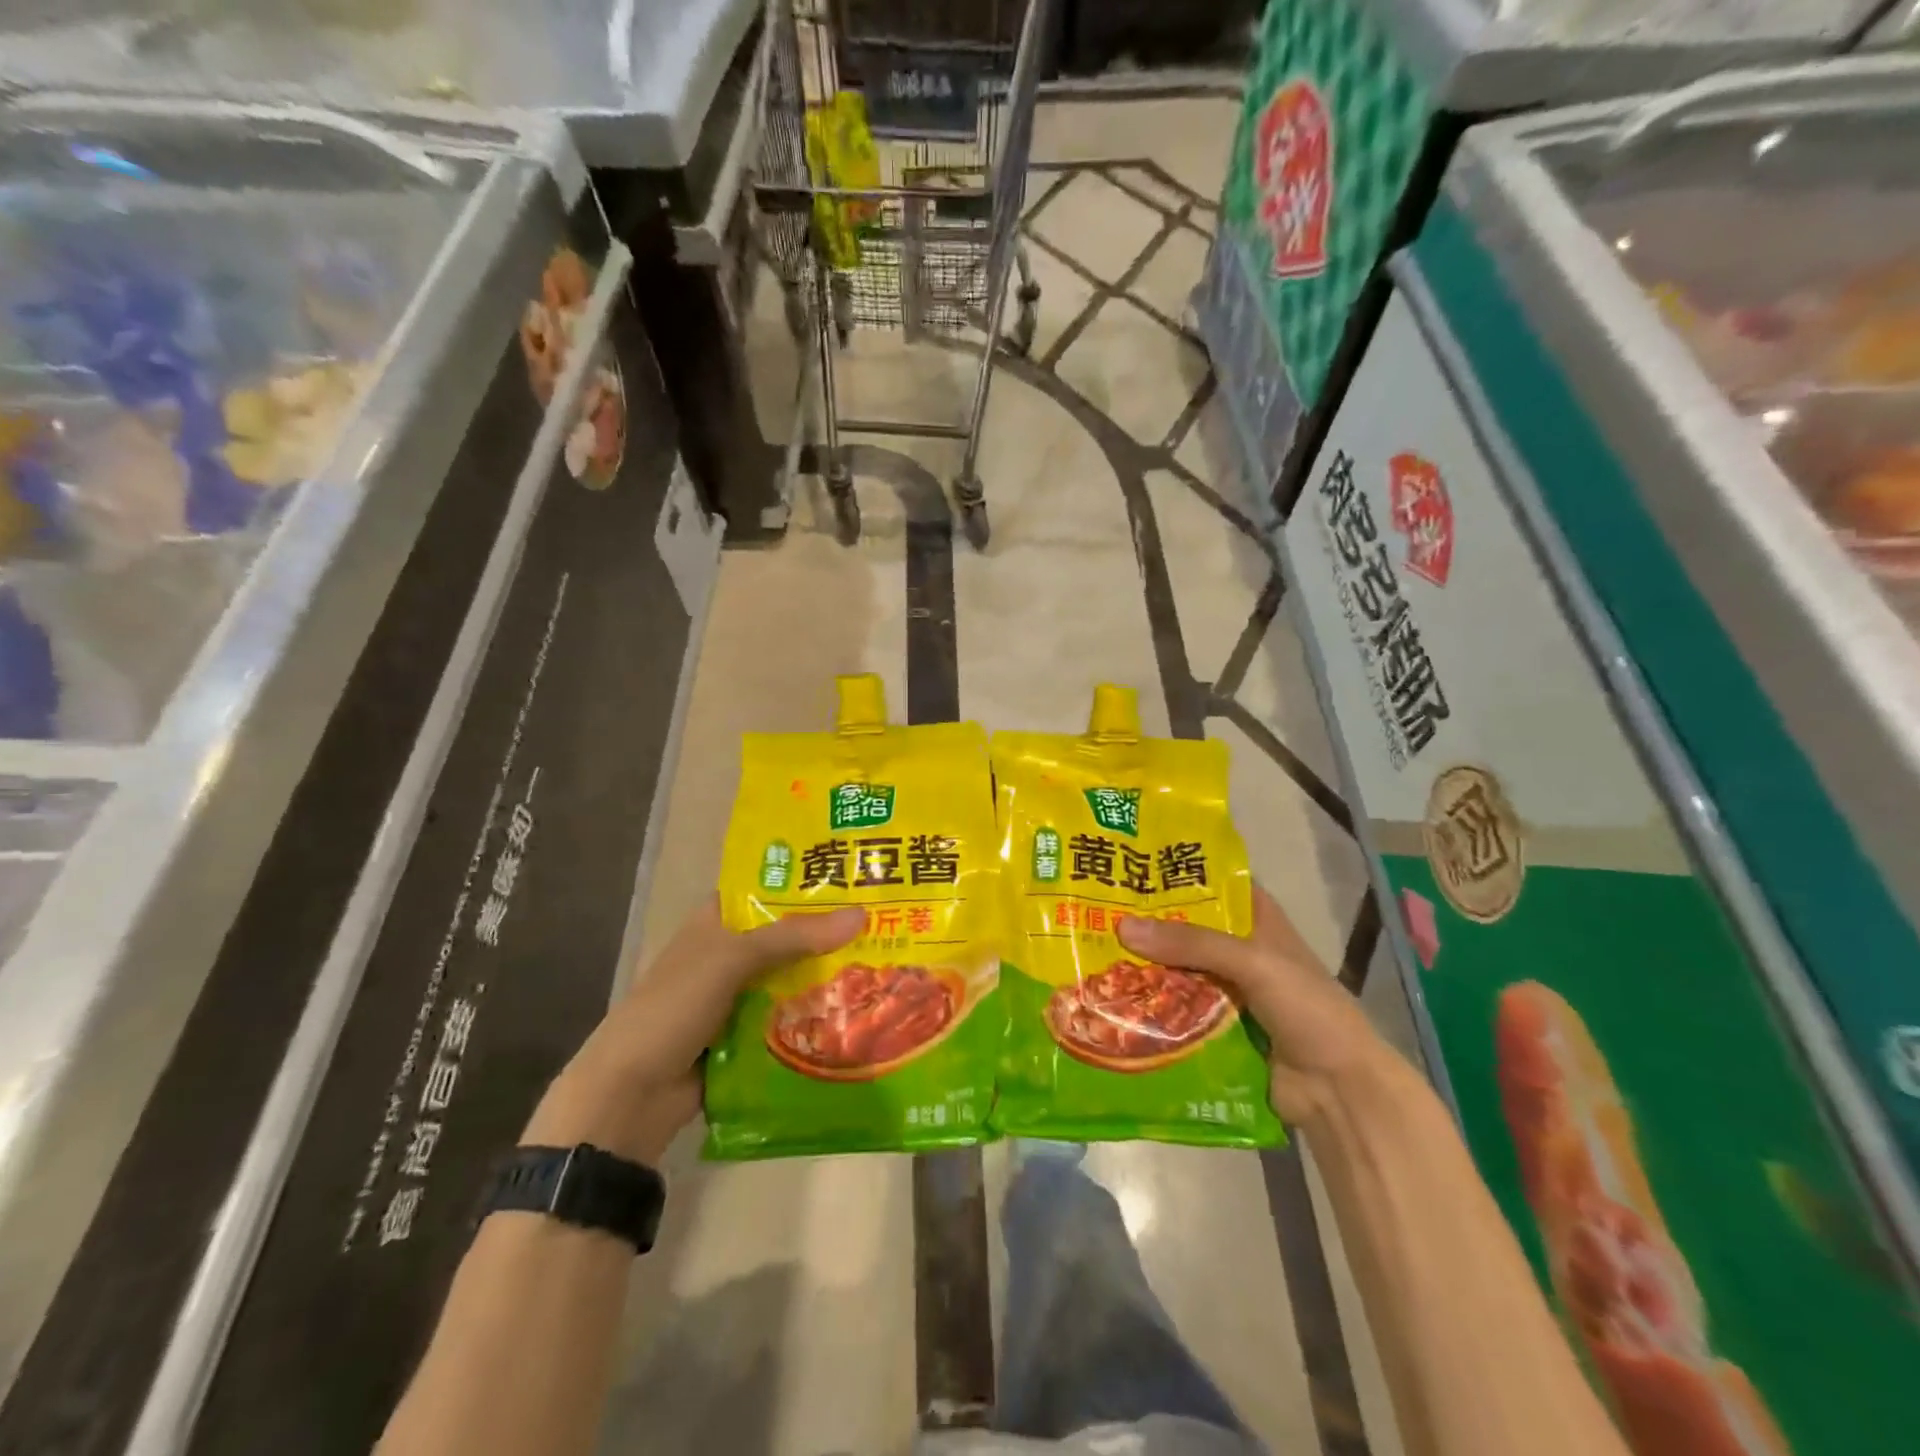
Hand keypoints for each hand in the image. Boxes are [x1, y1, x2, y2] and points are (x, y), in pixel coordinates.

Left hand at [522, 897, 863, 1163]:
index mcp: (715, 922)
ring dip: (826, 977)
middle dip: (828, 933)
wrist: (630, 1096)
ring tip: (885, 965)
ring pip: (790, 979)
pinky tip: (857, 1012)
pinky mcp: (744, 1038)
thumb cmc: (673, 1007)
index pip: (765, 889)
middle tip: (886, 922)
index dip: (805, 881)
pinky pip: (787, 1019)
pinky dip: (814, 1017)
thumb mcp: (731, 960)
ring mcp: (736, 998)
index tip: (856, 876)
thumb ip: (793, 936)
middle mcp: (727, 954)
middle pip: (785, 936)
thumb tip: (862, 914)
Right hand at [1117, 885, 1386, 1125]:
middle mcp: (1240, 949)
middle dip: (1149, 922)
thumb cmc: (1308, 1009)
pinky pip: (1176, 1008)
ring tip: (1090, 949)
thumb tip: (1122, 926)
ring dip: (1144, 965)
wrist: (1339, 1091)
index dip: (1177, 872)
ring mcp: (1228, 990)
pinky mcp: (1216, 1028)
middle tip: (1096, 908)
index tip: (1130, 863)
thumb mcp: (1254, 963)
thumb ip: (1192, 943)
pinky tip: (1113, 996)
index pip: (1214, 883)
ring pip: (1178, 968)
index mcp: (1259, 921)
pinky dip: (1151, 1003)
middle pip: (1187, 927)